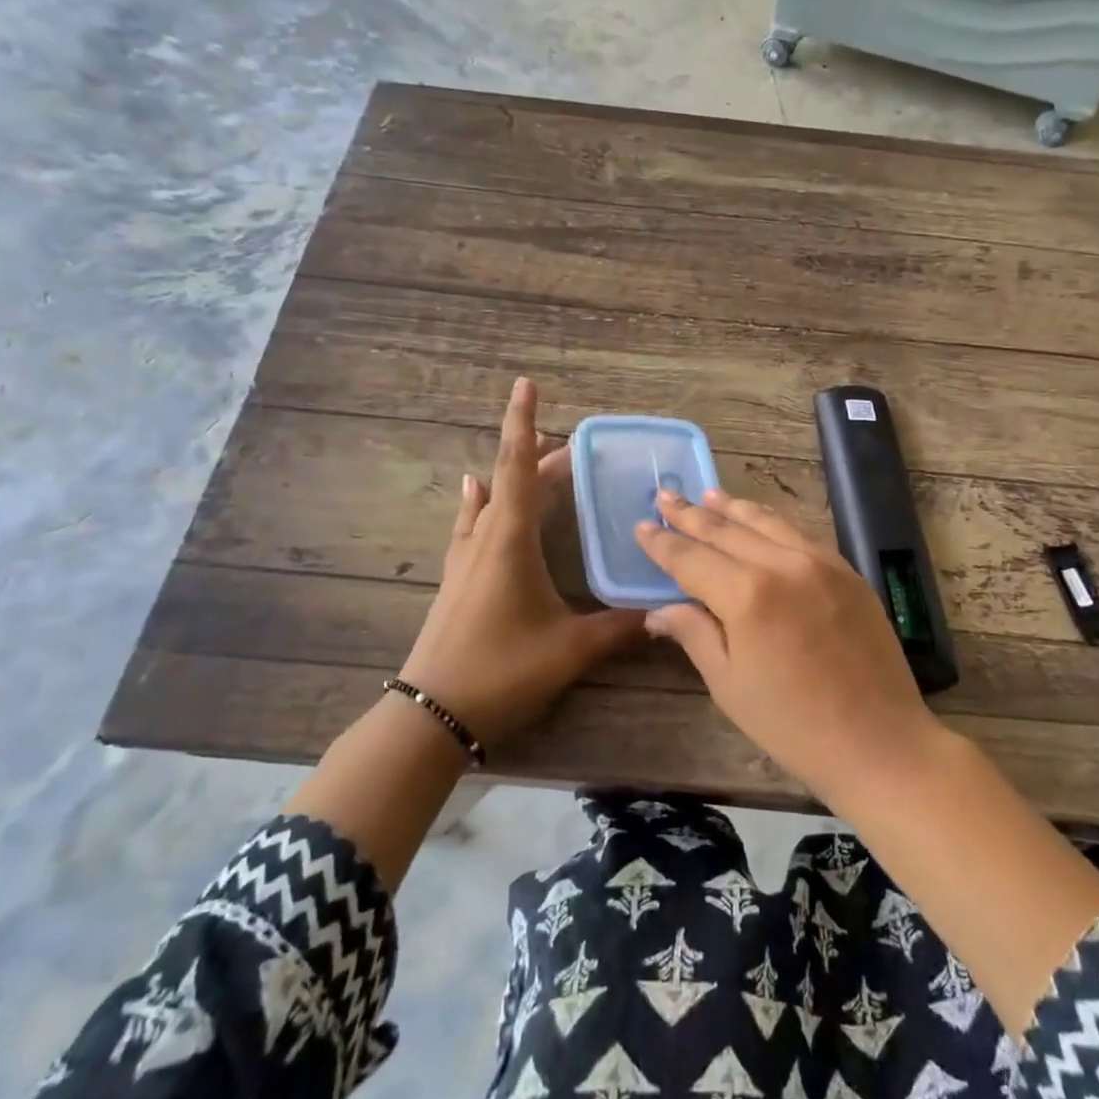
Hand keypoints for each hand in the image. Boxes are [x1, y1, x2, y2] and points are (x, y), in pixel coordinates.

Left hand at [400, 378, 646, 749]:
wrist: (432, 715)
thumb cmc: (502, 670)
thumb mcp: (570, 649)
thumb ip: (619, 628)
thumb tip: (666, 613)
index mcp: (510, 539)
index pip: (518, 467)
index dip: (523, 423)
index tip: (525, 384)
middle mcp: (484, 538)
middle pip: (511, 481)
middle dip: (541, 457)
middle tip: (576, 447)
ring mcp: (465, 560)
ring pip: (490, 501)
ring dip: (514, 478)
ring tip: (540, 462)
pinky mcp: (458, 581)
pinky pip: (472, 525)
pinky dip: (482, 503)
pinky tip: (476, 495)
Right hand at [636, 488, 940, 803]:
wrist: (880, 741)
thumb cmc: (792, 724)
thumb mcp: (729, 684)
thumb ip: (694, 634)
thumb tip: (658, 610)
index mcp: (746, 595)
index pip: (691, 558)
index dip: (663, 543)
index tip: (642, 526)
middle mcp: (782, 564)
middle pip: (726, 530)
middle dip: (691, 514)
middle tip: (665, 495)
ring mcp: (820, 562)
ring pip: (766, 522)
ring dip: (732, 507)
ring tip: (707, 495)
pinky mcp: (846, 570)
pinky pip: (799, 534)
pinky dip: (772, 522)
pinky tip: (760, 520)